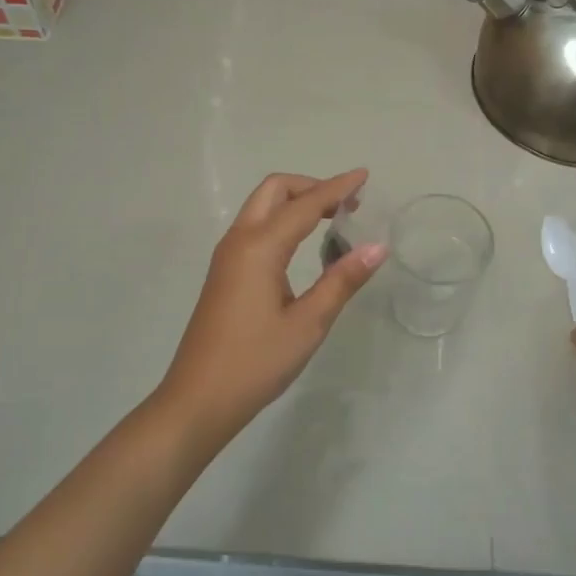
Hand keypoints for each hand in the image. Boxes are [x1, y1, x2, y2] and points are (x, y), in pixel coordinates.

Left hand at [155, 170, 385, 437]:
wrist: (198, 399)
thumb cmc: (255, 363)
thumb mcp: (308, 324)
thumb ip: (342, 281)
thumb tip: (377, 247)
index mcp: (259, 248)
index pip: (305, 204)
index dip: (337, 188)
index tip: (364, 176)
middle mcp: (239, 241)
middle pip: (274, 191)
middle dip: (311, 186)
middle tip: (347, 204)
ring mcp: (227, 256)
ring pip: (261, 207)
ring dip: (295, 202)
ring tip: (332, 220)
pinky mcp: (224, 273)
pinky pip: (255, 228)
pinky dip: (282, 221)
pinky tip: (302, 246)